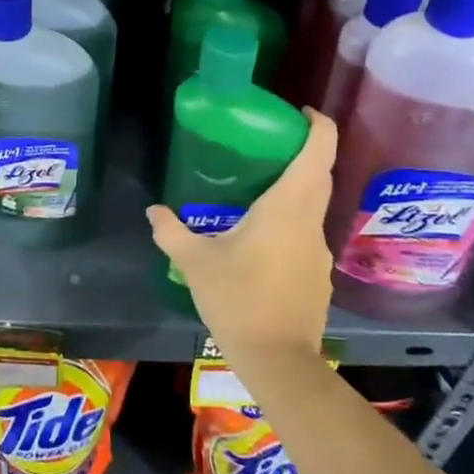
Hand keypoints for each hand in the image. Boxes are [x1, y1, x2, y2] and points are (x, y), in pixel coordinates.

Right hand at [146, 109, 336, 370]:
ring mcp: (319, 251)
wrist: (279, 362)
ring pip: (313, 205)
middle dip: (304, 151)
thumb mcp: (196, 262)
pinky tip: (261, 239)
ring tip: (256, 190)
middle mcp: (310, 222)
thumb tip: (153, 210)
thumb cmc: (238, 299)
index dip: (318, 125)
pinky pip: (307, 234)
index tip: (300, 112)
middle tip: (269, 142)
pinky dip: (291, 222)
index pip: (318, 152)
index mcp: (287, 208)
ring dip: (295, 189)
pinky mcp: (318, 275)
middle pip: (320, 174)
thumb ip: (172, 231)